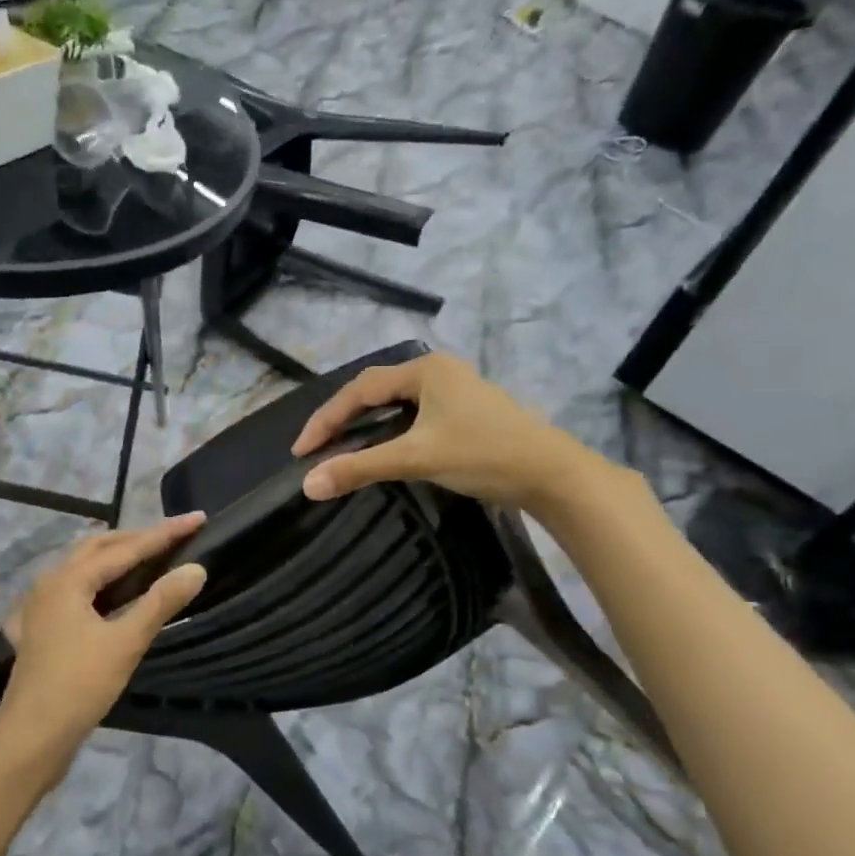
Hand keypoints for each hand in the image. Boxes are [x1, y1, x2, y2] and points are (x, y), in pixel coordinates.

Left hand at [0, 515, 207, 785]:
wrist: (30, 739)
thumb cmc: (79, 687)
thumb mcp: (126, 643)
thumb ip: (160, 602)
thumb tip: (196, 569)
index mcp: (69, 579)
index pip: (127, 547)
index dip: (164, 533)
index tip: (197, 518)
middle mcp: (50, 582)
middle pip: (99, 547)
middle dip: (137, 538)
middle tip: (174, 537)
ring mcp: (39, 606)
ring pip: (82, 568)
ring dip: (115, 558)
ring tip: (146, 558)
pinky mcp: (39, 629)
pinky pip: (72, 591)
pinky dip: (95, 583)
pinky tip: (103, 595)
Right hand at [291, 352, 602, 511]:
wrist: (552, 475)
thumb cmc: (483, 455)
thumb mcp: (416, 458)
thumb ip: (360, 467)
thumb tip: (308, 484)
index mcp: (424, 370)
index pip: (360, 390)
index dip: (326, 419)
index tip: (302, 450)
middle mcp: (438, 371)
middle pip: (375, 391)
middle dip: (342, 418)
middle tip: (316, 447)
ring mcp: (455, 391)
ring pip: (396, 403)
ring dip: (366, 423)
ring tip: (341, 446)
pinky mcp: (466, 412)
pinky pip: (414, 414)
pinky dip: (390, 430)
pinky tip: (384, 447)